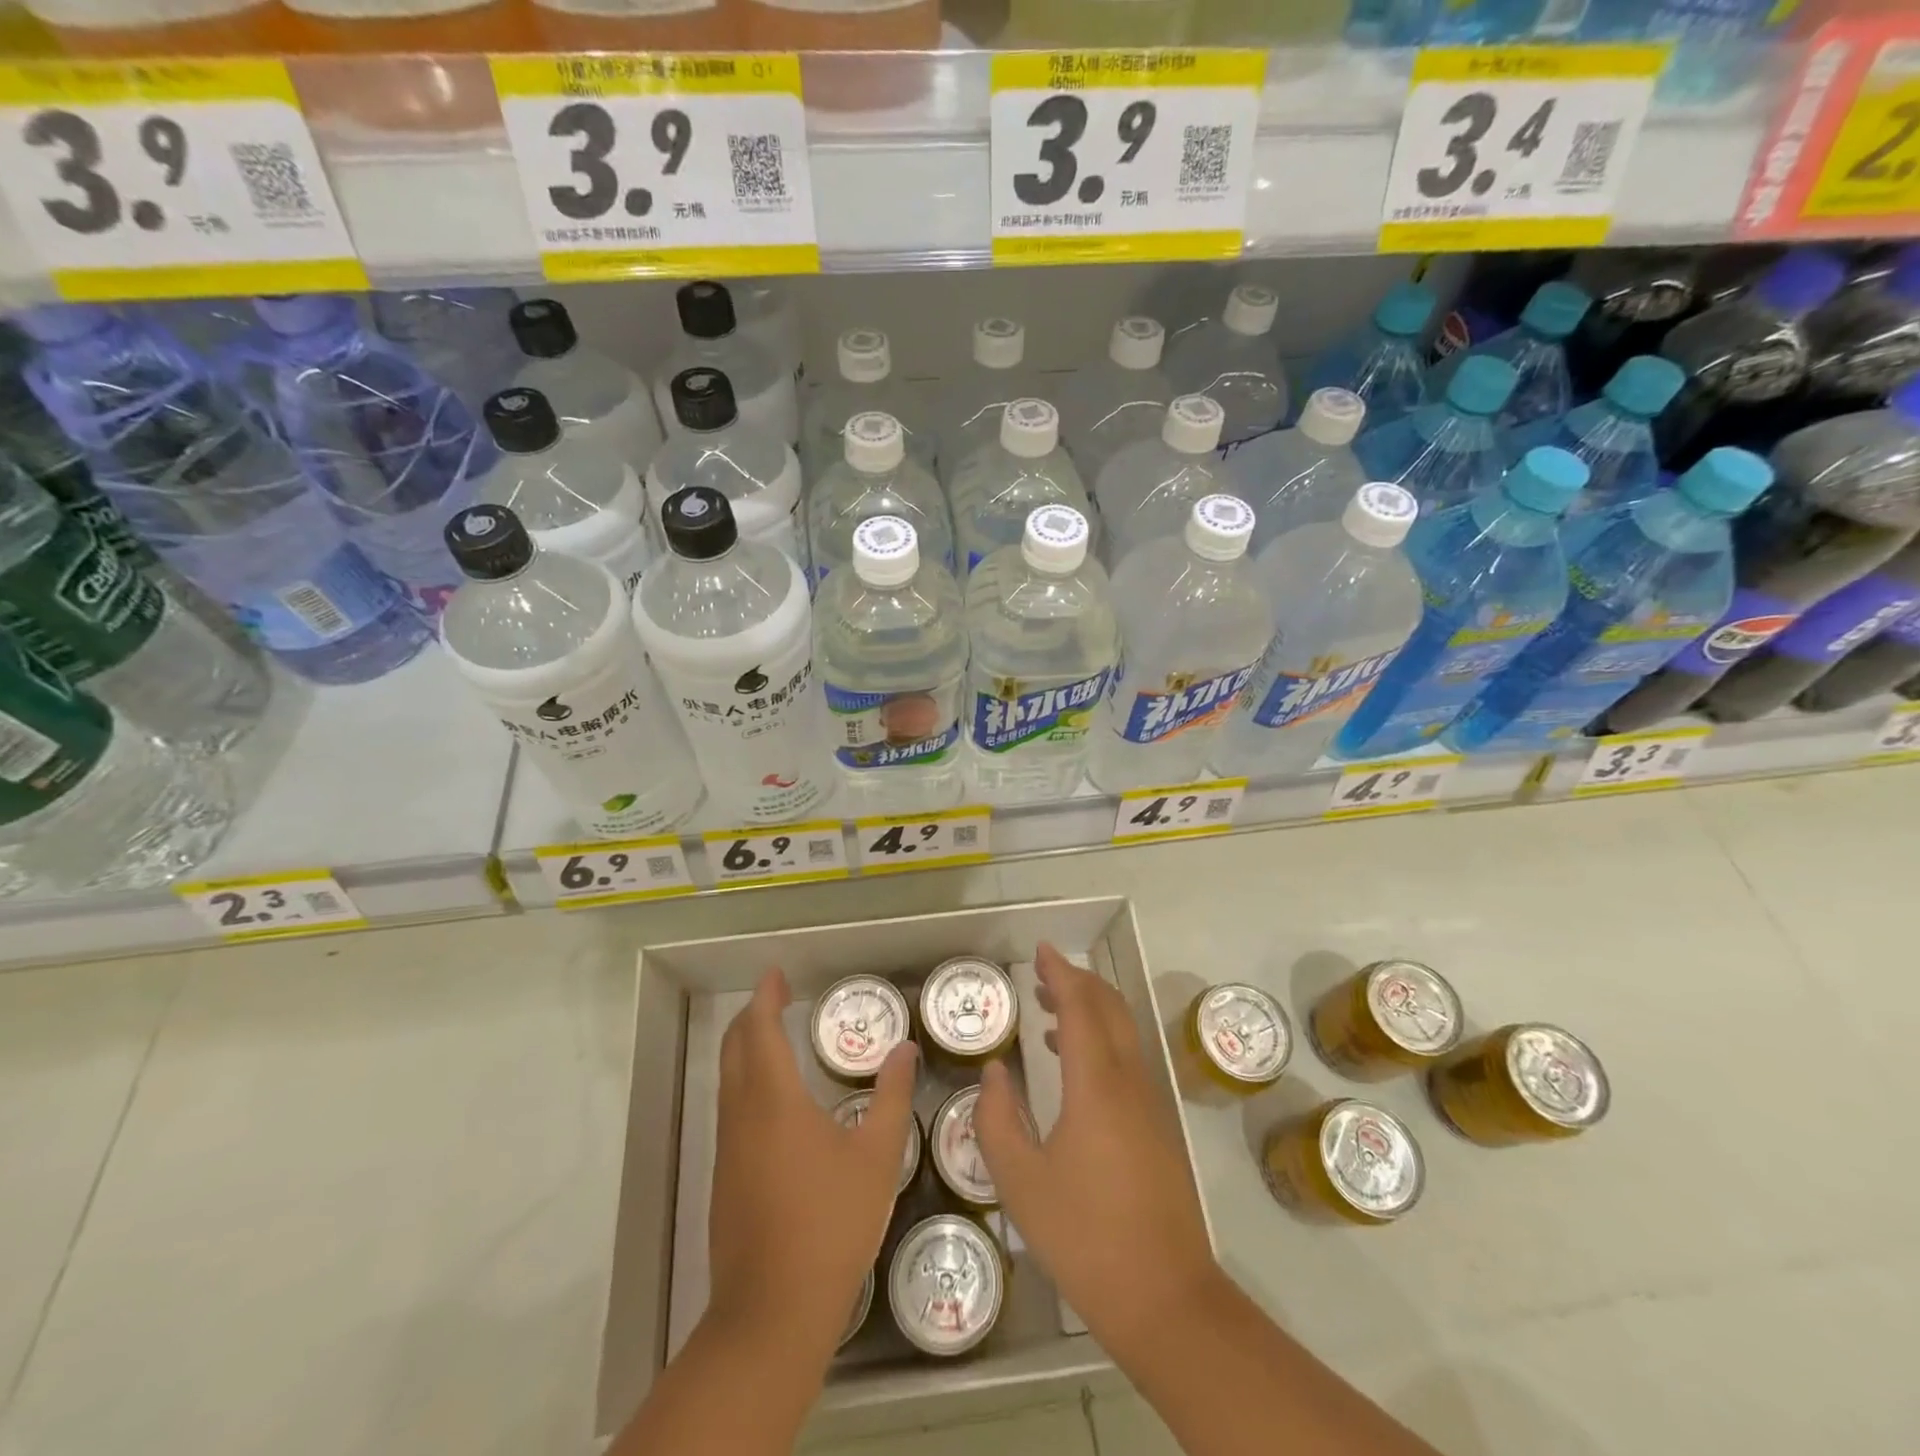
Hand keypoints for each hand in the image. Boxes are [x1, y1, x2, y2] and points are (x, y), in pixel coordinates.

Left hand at [707, 968, 917, 1360]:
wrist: (772, 1312)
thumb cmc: (831, 1223)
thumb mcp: (878, 1156)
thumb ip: (892, 1096)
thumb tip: (904, 1049)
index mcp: (775, 1100)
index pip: (761, 1030)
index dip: (766, 997)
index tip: (776, 974)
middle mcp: (742, 1115)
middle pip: (735, 1049)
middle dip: (751, 1016)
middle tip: (776, 996)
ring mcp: (728, 1149)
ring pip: (728, 1080)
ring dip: (746, 1049)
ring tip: (775, 1037)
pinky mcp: (725, 1179)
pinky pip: (731, 1110)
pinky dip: (746, 1082)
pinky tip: (774, 1101)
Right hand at [974, 944, 1219, 1353]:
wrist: (1166, 1298)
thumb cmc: (1085, 1237)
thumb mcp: (1020, 1182)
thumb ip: (998, 1119)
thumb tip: (996, 1072)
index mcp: (1096, 1084)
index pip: (1080, 1006)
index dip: (1060, 973)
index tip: (1041, 950)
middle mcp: (1129, 1081)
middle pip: (1110, 1008)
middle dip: (1078, 982)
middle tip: (1042, 975)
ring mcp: (1150, 1104)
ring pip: (1123, 1032)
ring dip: (1091, 1010)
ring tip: (1050, 1011)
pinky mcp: (1158, 1127)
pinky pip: (1129, 1059)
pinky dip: (1102, 1040)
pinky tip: (1075, 1065)